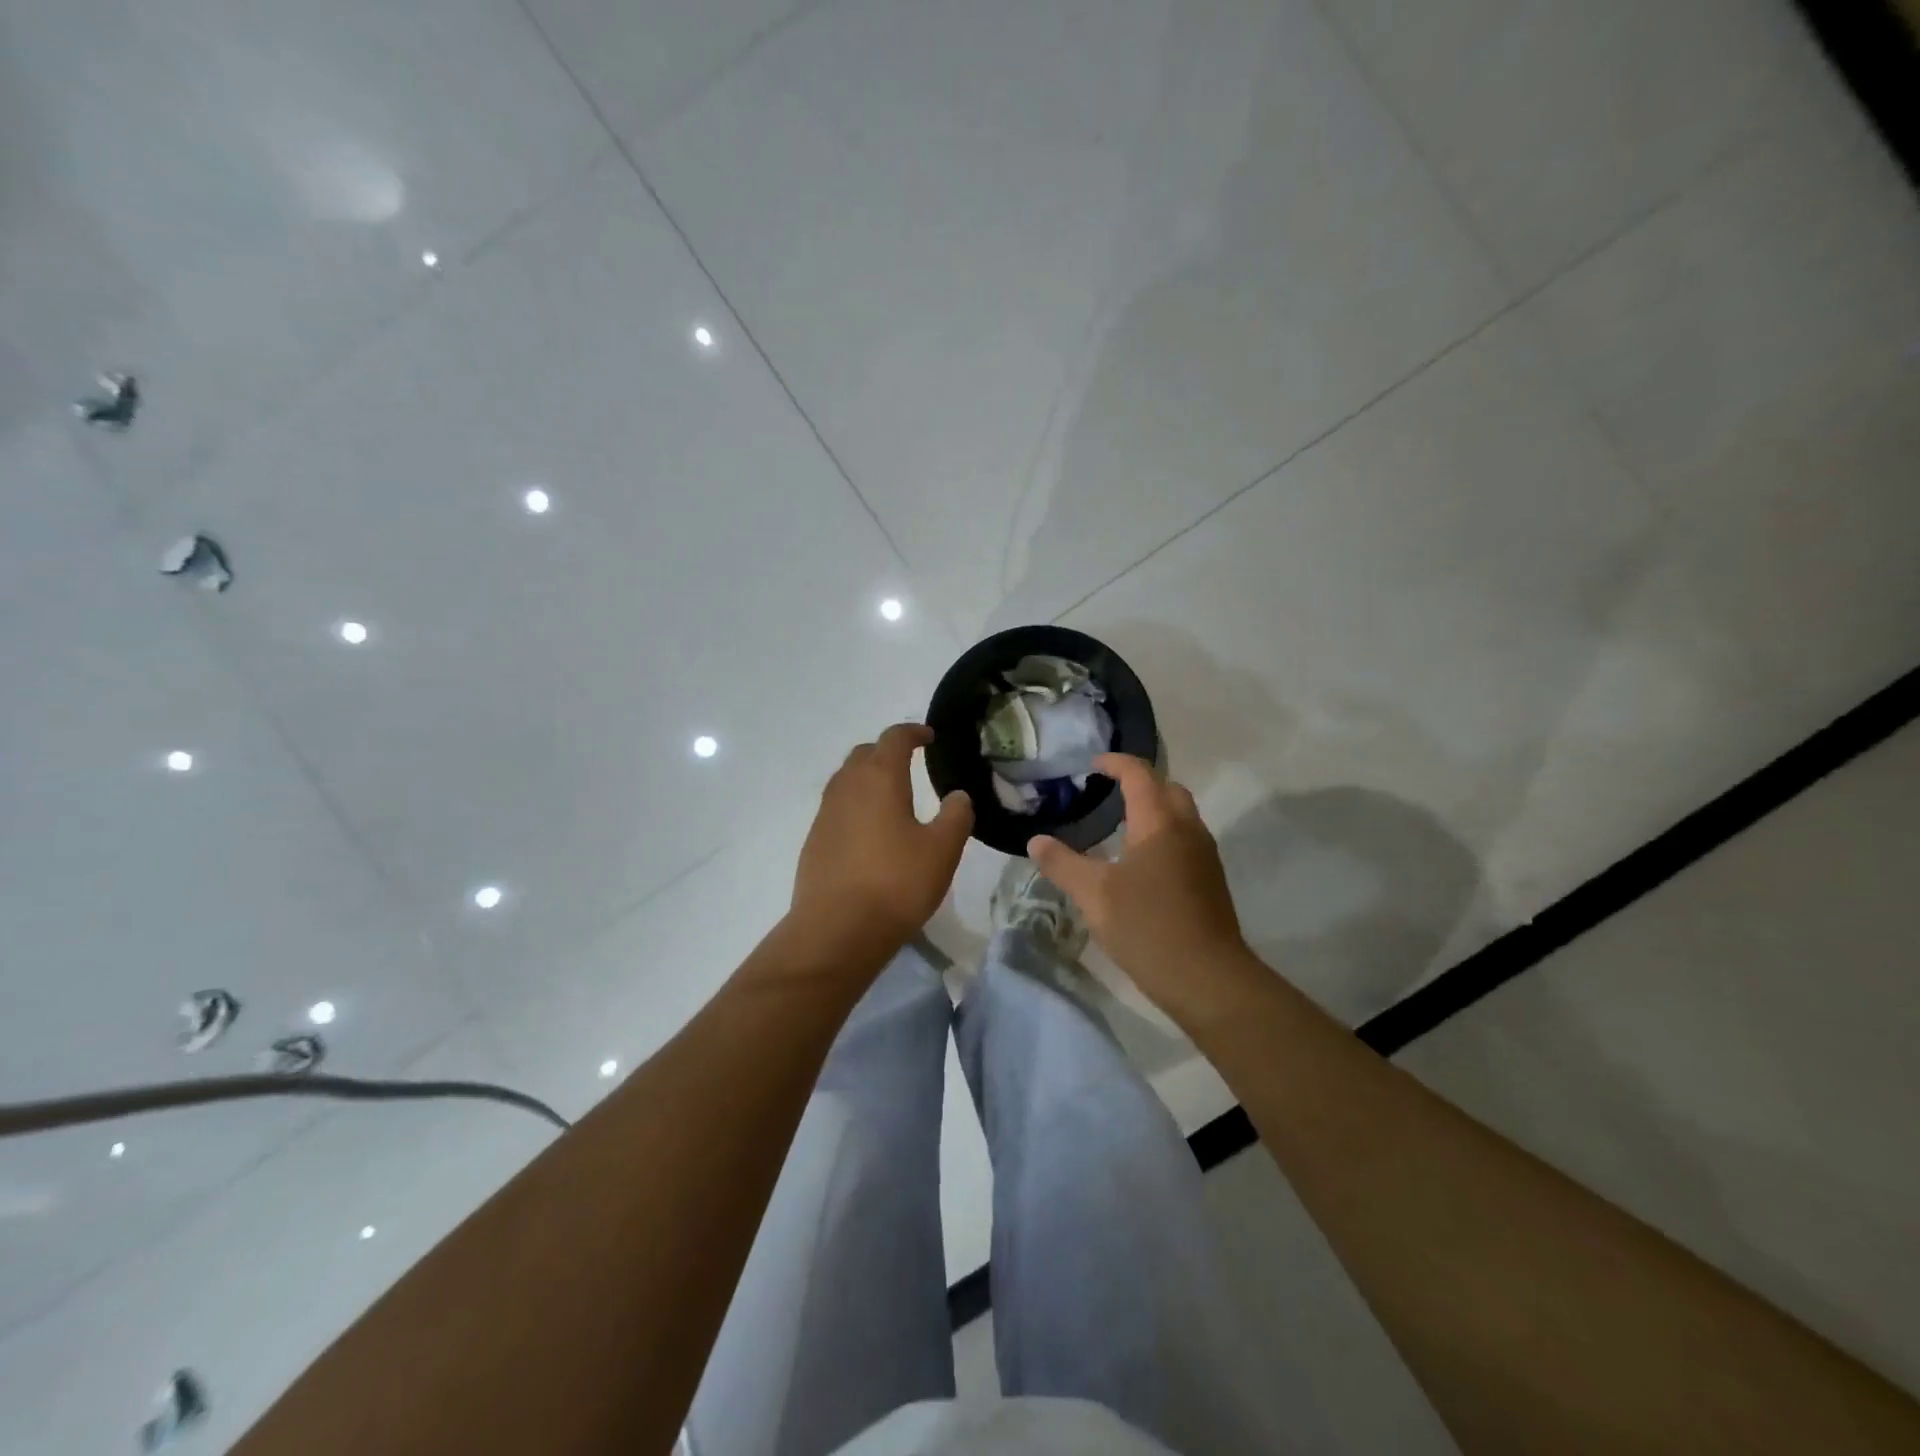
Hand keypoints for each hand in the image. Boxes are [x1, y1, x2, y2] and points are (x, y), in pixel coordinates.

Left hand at [790, 724, 974, 963]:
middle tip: (910, 763)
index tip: (929, 737)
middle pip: (865, 754)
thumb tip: (958, 796)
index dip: (913, 732)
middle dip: (888, 752)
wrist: (836, 930)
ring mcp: (825, 814)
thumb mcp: (942, 850)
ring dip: (868, 777)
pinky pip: (837, 807)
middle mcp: (847, 787)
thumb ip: (956, 816)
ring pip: (847, 780)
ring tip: (891, 795)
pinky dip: (856, 805)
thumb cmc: (896, 883)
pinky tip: (870, 831)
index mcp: (879, 779)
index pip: (894, 738)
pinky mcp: (814, 840)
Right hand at [1029, 754, 1254, 1019]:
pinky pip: (1185, 839)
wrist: (1208, 978)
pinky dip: (1163, 834)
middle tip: (1108, 792)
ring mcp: (1204, 855)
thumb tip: (1036, 841)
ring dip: (1154, 809)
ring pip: (1180, 815)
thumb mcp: (1093, 894)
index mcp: (1159, 822)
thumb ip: (1062, 863)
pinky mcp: (1209, 880)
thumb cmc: (1147, 926)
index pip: (1139, 774)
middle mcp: (1187, 829)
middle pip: (1167, 788)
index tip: (1093, 765)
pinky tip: (1140, 862)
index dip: (1116, 763)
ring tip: (1120, 825)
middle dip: (1140, 782)